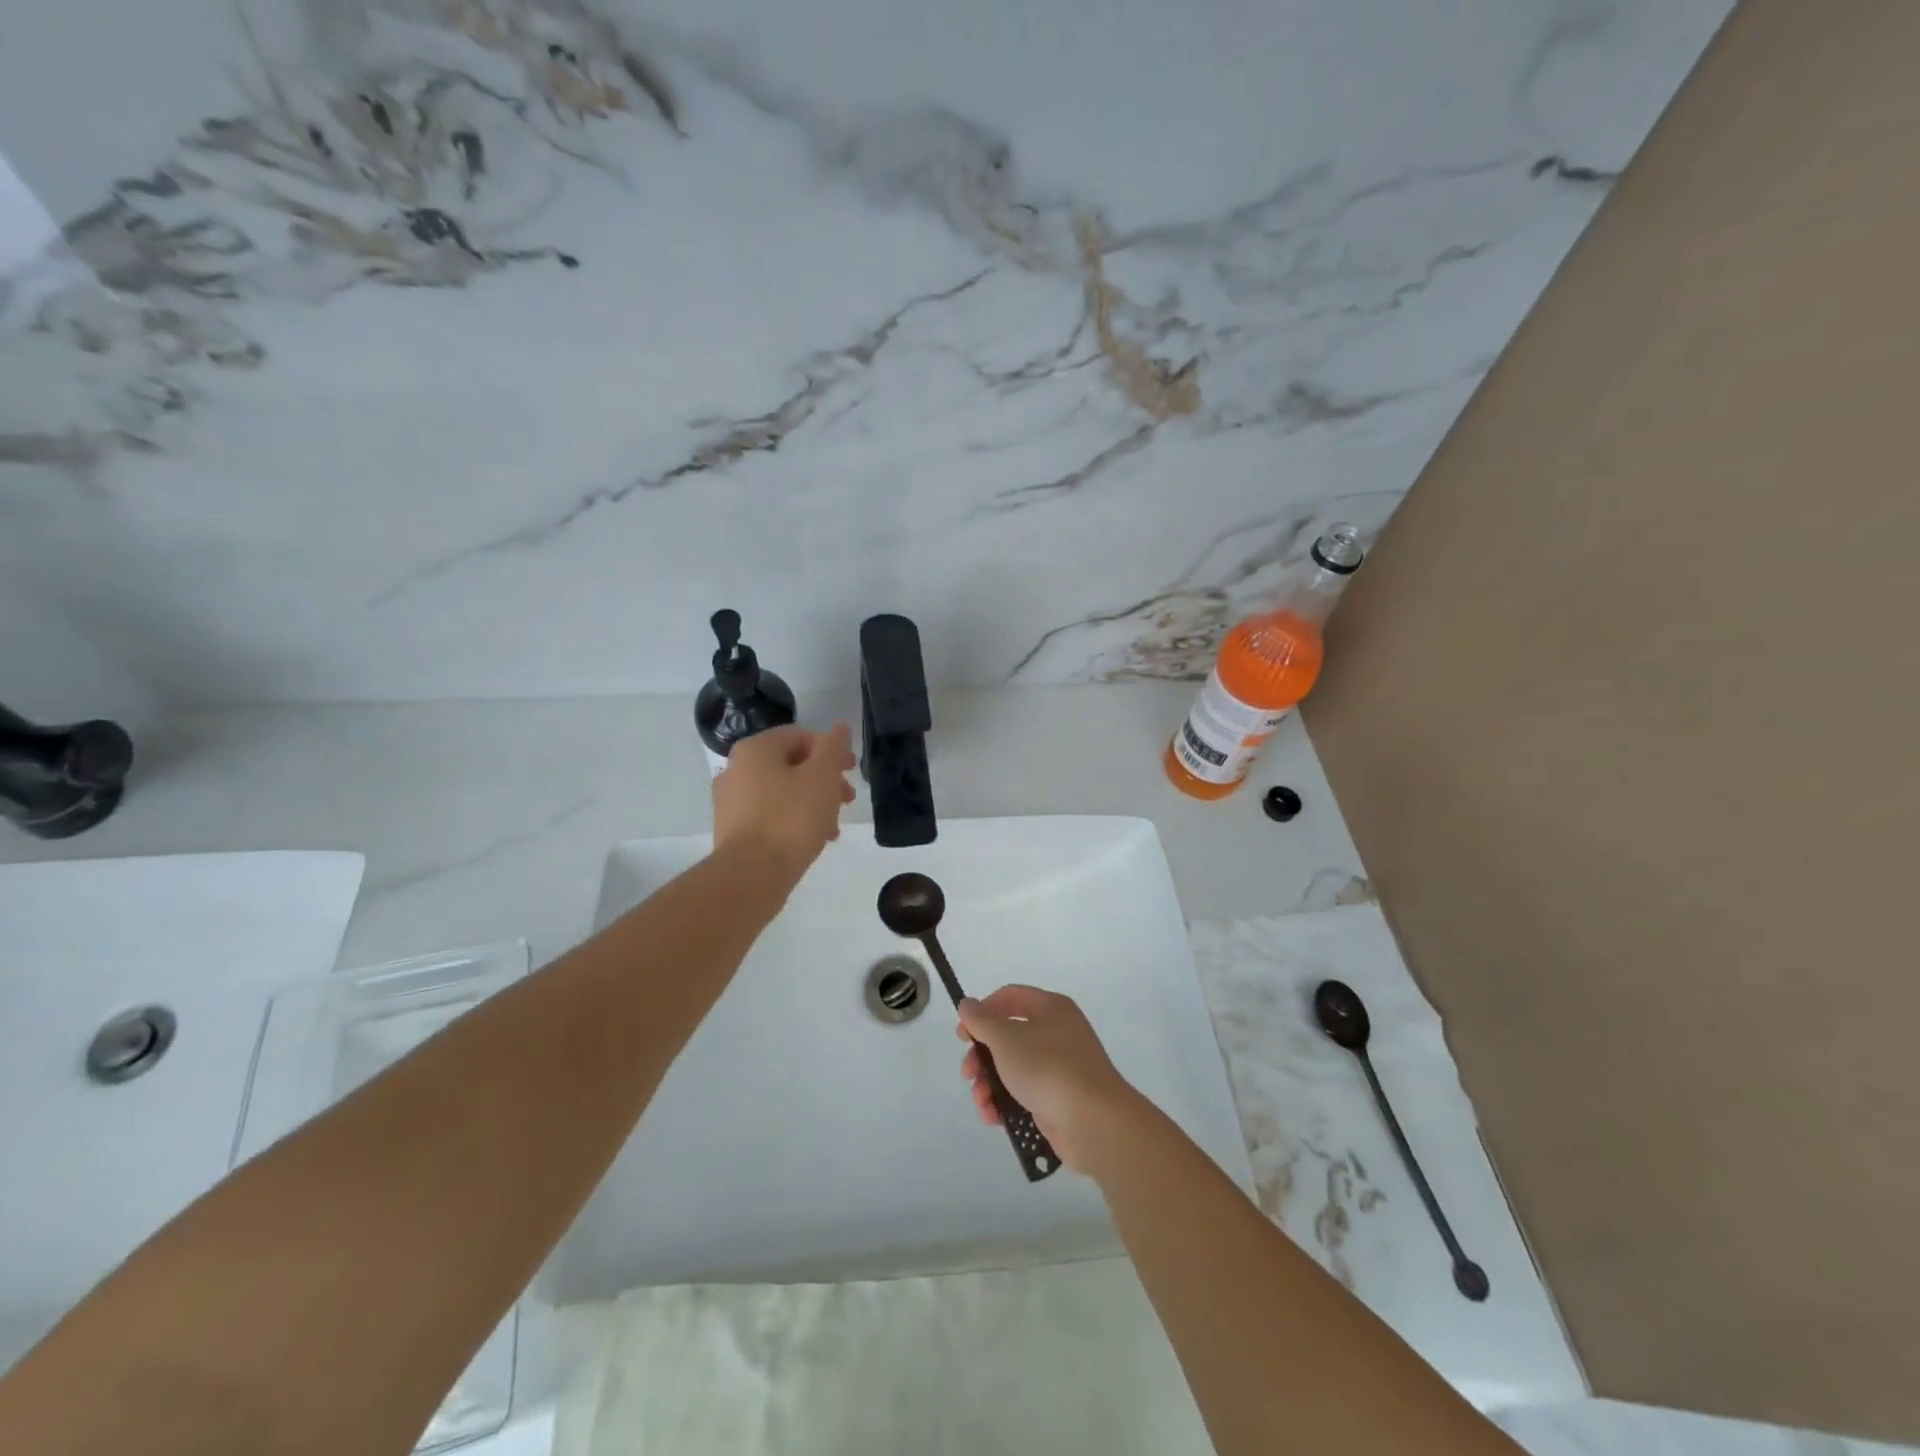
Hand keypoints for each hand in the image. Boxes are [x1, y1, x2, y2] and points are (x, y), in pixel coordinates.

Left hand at [712, 724, 855, 881]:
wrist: (751, 875)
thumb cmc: (791, 818)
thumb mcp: (822, 777)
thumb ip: (833, 748)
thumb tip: (839, 728)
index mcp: (756, 749)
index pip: (800, 736)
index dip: (831, 750)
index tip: (852, 770)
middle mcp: (737, 769)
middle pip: (791, 765)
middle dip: (824, 780)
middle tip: (847, 799)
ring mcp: (731, 801)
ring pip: (783, 792)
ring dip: (813, 803)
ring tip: (833, 827)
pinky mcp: (733, 830)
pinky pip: (770, 815)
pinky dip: (794, 821)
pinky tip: (813, 840)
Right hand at [956, 985, 1140, 1171]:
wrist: (1093, 1122)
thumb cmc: (1047, 1068)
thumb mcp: (1006, 1039)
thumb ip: (982, 1021)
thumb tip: (968, 1004)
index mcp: (1051, 1008)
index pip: (1010, 997)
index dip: (982, 1011)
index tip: (963, 1034)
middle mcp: (1057, 1033)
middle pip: (1008, 1036)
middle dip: (982, 1055)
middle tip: (968, 1072)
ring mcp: (1060, 1068)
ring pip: (1013, 1068)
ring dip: (989, 1083)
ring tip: (982, 1101)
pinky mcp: (1058, 1099)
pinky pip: (1024, 1094)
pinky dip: (1006, 1103)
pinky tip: (994, 1117)